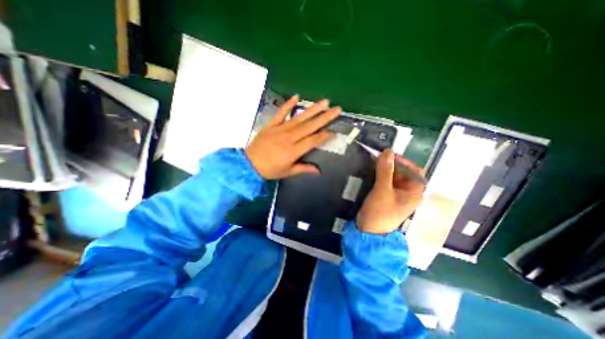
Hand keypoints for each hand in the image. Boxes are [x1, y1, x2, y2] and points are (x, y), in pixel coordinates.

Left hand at [244, 96, 339, 179]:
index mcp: (293, 151)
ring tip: (324, 102)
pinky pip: (281, 113)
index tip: (334, 131)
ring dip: (312, 109)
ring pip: (299, 118)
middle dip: (324, 117)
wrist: (249, 164)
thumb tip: (318, 171)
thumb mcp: (288, 172)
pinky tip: (296, 96)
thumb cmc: (270, 170)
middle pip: (310, 126)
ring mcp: (280, 129)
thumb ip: (304, 169)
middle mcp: (289, 137)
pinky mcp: (271, 125)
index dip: (324, 136)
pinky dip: (288, 104)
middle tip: (336, 109)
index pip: (313, 141)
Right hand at [358, 150, 424, 234]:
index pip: (414, 171)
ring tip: (373, 163)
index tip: (388, 155)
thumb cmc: (380, 211)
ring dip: (385, 169)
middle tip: (377, 158)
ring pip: (394, 177)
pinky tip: (372, 172)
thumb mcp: (382, 190)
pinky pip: (386, 182)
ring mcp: (397, 195)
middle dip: (392, 165)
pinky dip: (380, 176)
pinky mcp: (387, 197)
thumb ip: (385, 170)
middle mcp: (408, 193)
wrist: (368, 231)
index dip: (403, 161)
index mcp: (414, 193)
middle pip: (404, 173)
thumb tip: (387, 151)